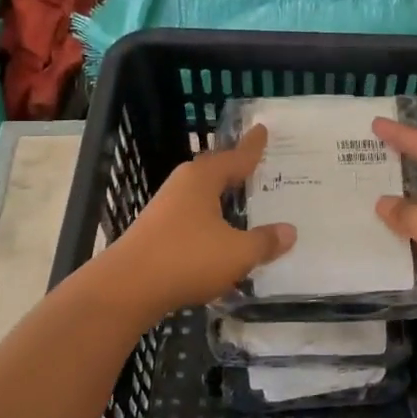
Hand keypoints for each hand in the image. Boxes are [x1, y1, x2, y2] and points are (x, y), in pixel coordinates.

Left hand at [105, 124, 295, 314]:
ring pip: (202, 195)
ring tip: (242, 201)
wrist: (126, 288)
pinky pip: (192, 217)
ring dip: (221, 198)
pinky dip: (210, 221)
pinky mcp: (156, 232)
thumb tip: (290, 232)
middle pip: (215, 171)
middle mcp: (183, 185)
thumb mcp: (237, 253)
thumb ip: (265, 241)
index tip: (261, 129)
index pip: (236, 157)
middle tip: (257, 166)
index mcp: (203, 178)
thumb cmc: (187, 258)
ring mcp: (165, 208)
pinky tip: (219, 236)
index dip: (252, 146)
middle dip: (235, 169)